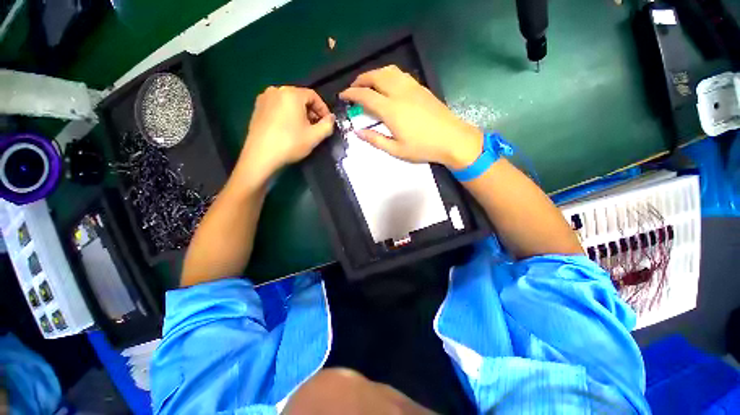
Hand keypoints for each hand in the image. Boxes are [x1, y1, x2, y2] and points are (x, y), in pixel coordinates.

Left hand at [236, 86, 334, 186]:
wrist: (261, 156)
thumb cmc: (290, 143)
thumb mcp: (315, 136)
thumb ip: (328, 125)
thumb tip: (331, 118)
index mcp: (291, 94)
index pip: (313, 96)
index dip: (323, 109)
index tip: (327, 123)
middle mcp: (276, 90)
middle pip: (300, 97)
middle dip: (312, 111)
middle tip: (317, 127)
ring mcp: (264, 98)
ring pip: (289, 102)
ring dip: (300, 113)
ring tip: (304, 129)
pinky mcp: (257, 108)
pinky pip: (278, 107)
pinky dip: (287, 114)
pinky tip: (289, 129)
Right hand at [339, 65, 482, 168]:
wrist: (452, 139)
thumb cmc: (423, 148)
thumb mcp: (396, 150)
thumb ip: (375, 139)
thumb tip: (357, 132)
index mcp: (391, 110)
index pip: (365, 95)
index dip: (351, 93)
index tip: (343, 96)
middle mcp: (399, 93)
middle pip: (375, 77)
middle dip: (361, 79)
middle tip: (353, 88)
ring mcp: (412, 88)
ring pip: (388, 71)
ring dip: (374, 74)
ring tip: (368, 83)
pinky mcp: (421, 88)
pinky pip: (400, 74)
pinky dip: (388, 75)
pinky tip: (388, 84)